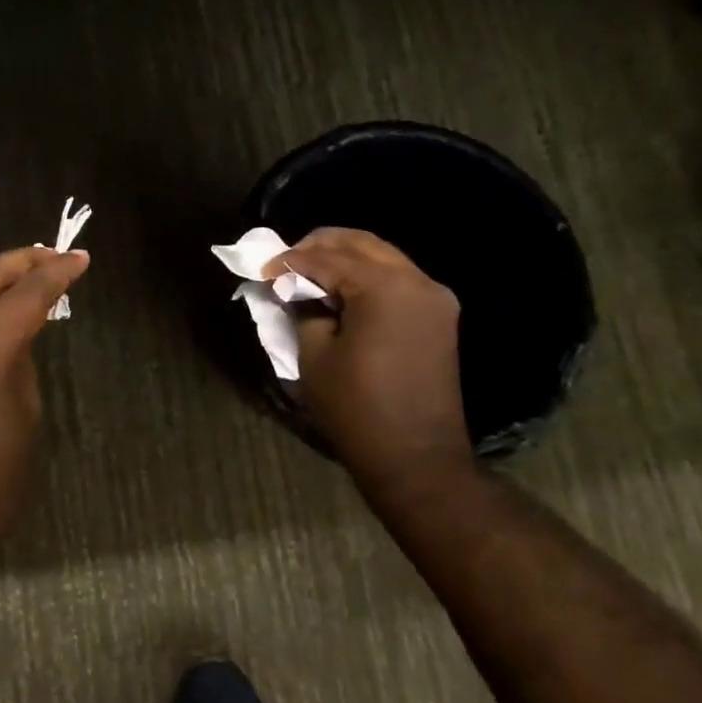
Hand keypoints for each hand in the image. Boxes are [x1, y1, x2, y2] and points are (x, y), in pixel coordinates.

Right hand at [269, 227, 469, 482]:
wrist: (417, 459)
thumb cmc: (357, 409)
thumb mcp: (315, 355)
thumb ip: (304, 310)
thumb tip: (297, 290)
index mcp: (385, 288)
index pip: (328, 258)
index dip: (291, 261)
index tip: (262, 270)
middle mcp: (417, 281)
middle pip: (362, 244)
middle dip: (320, 245)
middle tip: (286, 261)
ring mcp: (434, 298)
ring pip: (383, 257)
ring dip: (344, 258)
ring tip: (309, 273)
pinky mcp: (439, 316)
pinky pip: (398, 279)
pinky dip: (366, 276)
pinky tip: (340, 290)